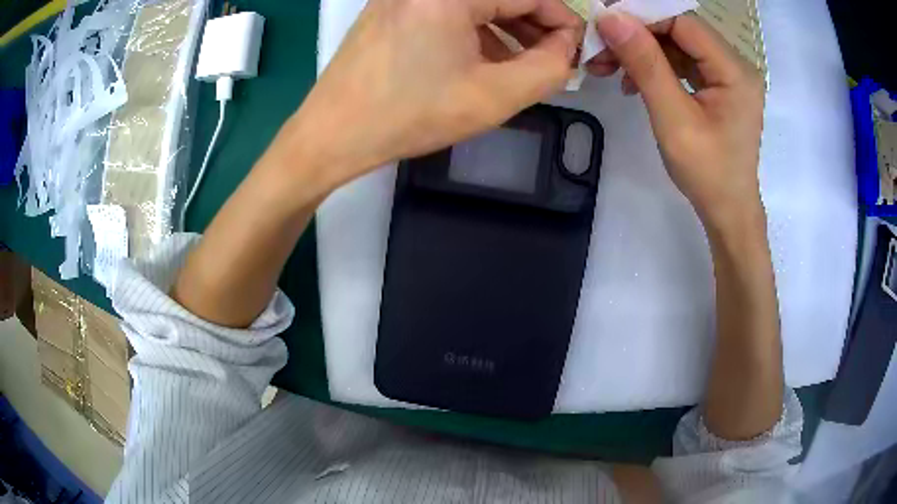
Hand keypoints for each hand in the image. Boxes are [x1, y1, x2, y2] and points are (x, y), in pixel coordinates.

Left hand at [281, 0, 581, 191]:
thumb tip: (568, 46)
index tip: (576, 50)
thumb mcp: (495, 97)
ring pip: (476, 3)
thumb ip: (549, 67)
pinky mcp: (392, 7)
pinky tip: (485, 59)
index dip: (562, 20)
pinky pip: (449, 10)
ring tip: (525, 63)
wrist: (331, 135)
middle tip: (554, 59)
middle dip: (535, 24)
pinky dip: (475, 30)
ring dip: (508, 28)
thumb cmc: (409, 116)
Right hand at [587, 13, 764, 229]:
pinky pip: (682, 63)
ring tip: (608, 67)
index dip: (642, 17)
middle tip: (598, 48)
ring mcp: (727, 75)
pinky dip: (655, 67)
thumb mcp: (673, 118)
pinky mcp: (718, 86)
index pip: (683, 22)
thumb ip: (645, 64)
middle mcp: (735, 65)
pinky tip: (632, 81)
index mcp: (734, 70)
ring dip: (641, 52)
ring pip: (677, 45)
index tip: (602, 26)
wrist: (727, 211)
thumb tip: (611, 18)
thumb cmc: (706, 173)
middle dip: (637, 36)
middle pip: (679, 31)